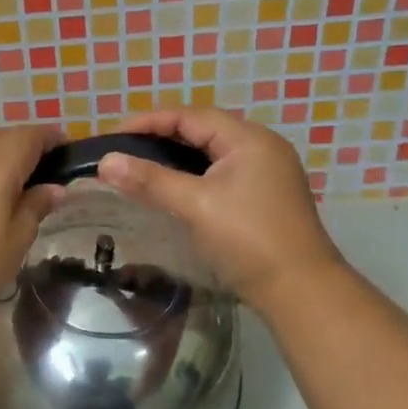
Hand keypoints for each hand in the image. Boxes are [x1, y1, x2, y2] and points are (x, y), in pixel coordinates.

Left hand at [0, 125, 64, 334]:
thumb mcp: (13, 244)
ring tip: (12, 191)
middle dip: (27, 148)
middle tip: (43, 178)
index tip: (69, 156)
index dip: (54, 140)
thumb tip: (53, 188)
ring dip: (0, 158)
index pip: (33, 134)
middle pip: (5, 135)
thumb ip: (35, 208)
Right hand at [96, 108, 344, 311]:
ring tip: (144, 165)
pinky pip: (224, 171)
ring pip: (214, 152)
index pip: (191, 116)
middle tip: (127, 149)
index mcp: (249, 139)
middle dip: (163, 136)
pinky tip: (176, 188)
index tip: (116, 135)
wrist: (302, 292)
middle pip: (204, 130)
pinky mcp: (268, 195)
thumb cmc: (247, 240)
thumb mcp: (195, 205)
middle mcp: (262, 147)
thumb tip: (105, 161)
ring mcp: (269, 172)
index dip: (150, 121)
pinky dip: (196, 173)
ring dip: (179, 156)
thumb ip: (150, 180)